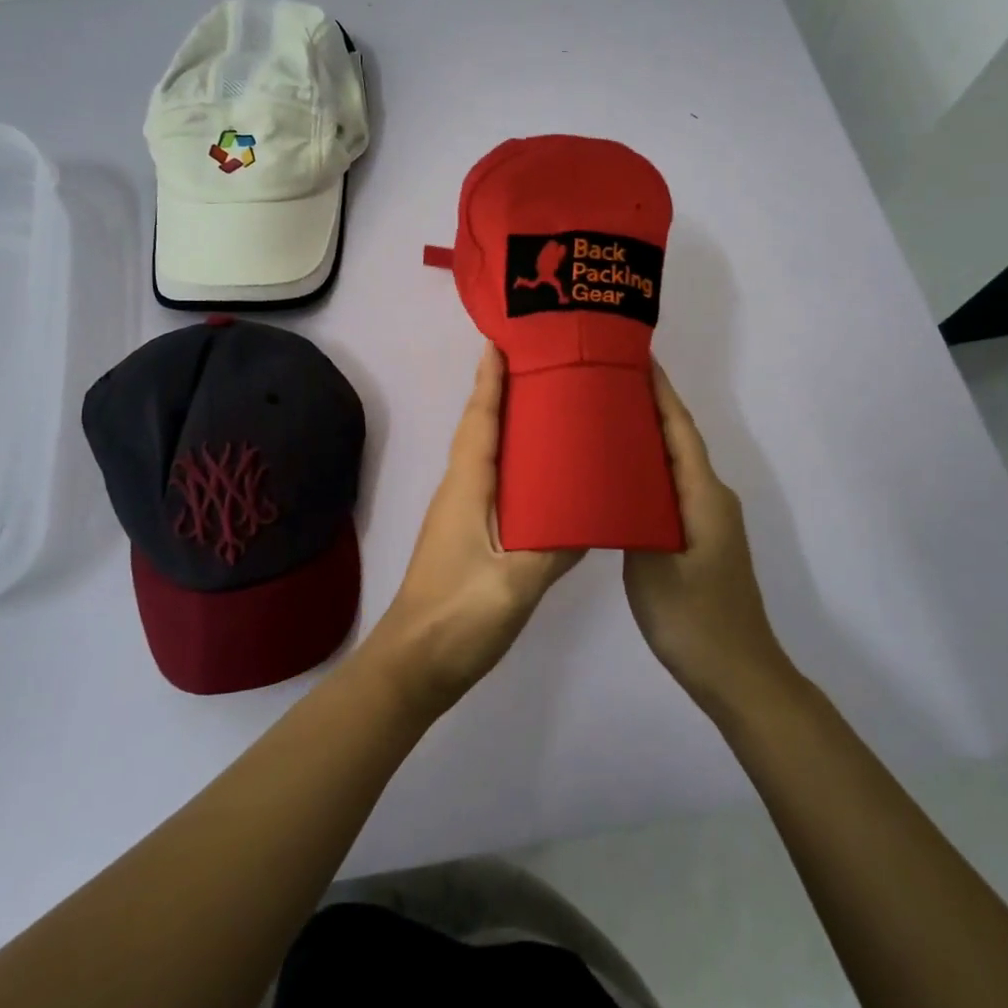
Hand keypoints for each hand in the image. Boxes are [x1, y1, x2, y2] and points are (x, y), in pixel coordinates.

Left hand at [361, 344, 582, 716]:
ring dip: (509, 427)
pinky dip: (514, 465)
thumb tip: (593, 515)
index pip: (480, 421)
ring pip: (486, 456)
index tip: (502, 341)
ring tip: (550, 409)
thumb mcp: (515, 584)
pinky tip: (544, 478)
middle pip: (481, 430)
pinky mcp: (467, 537)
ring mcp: (460, 515)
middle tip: (542, 366)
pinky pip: (492, 484)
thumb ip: (555, 547)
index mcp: (467, 489)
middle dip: (503, 393)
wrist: (414, 666)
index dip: (490, 380)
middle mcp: (460, 491)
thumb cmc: (459, 618)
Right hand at [623, 363, 791, 711]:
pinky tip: (617, 474)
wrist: (737, 674)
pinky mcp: (699, 538)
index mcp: (702, 494)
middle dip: (647, 406)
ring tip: (603, 418)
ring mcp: (707, 519)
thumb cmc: (693, 616)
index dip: (659, 391)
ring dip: (645, 437)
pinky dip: (646, 470)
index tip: (636, 356)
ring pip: (673, 464)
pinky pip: (670, 488)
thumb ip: (632, 513)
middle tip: (604, 381)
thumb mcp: (651, 562)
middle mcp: (710, 496)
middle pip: (677, 439)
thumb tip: (612, 477)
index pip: (679, 428)